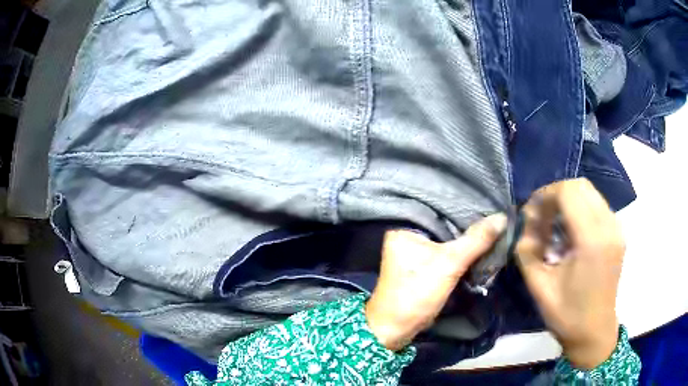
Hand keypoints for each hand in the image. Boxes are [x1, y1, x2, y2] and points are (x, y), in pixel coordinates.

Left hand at [365, 214, 507, 350]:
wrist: (397, 328)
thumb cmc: (416, 293)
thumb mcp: (449, 264)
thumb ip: (476, 240)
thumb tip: (502, 217)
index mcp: (405, 227)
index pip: (438, 207)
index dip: (463, 205)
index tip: (489, 201)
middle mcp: (408, 234)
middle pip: (444, 223)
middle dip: (467, 222)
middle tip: (494, 213)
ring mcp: (415, 250)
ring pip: (447, 238)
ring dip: (466, 237)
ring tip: (492, 224)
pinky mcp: (422, 264)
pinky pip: (445, 250)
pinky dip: (460, 249)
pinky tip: (480, 243)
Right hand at [516, 178, 624, 368]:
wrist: (594, 332)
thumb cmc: (567, 314)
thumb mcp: (539, 286)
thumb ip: (527, 251)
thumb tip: (524, 225)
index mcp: (591, 241)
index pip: (568, 192)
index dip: (545, 195)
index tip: (531, 213)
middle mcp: (609, 227)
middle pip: (580, 186)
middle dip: (556, 195)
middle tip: (541, 218)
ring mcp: (616, 228)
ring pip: (590, 193)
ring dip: (568, 201)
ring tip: (555, 225)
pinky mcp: (618, 233)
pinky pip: (597, 205)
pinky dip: (580, 209)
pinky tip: (571, 233)